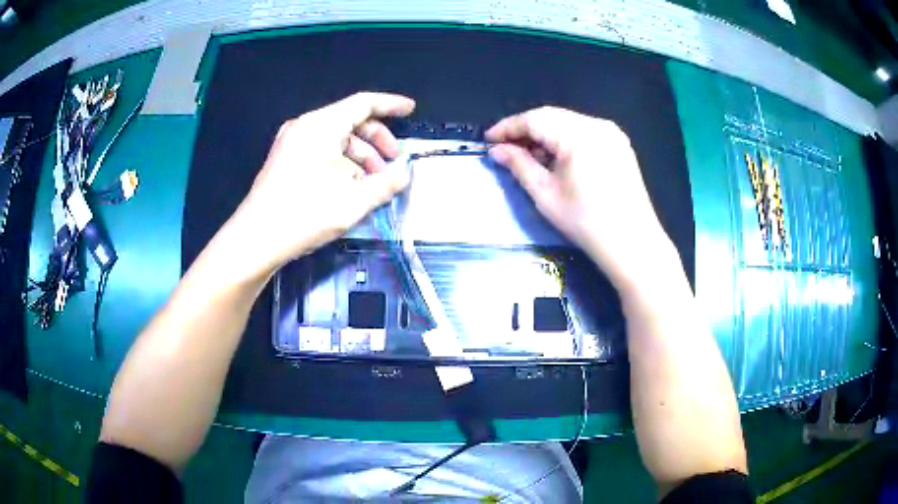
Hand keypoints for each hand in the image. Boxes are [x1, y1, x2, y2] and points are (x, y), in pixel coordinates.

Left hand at [229, 92, 414, 275]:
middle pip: (350, 122)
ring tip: (372, 185)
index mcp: (321, 125)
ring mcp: (291, 143)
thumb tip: (403, 175)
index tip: (410, 109)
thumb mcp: (354, 201)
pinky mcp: (284, 160)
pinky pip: (320, 151)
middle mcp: (305, 127)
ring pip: (336, 139)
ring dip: (360, 157)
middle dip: (377, 141)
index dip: (390, 104)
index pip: (363, 104)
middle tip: (392, 165)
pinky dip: (341, 163)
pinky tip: (350, 188)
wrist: (256, 239)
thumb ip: (386, 184)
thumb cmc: (305, 214)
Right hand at [486, 106, 672, 290]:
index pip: (534, 119)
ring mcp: (611, 133)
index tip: (489, 139)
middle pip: (552, 116)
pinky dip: (565, 139)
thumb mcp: (545, 194)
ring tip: (528, 155)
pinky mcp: (619, 144)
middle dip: (526, 130)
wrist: (632, 243)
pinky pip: (584, 131)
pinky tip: (556, 158)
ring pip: (568, 122)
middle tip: (506, 148)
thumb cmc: (586, 222)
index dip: (508, 127)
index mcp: (578, 135)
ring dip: (545, 134)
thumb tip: (497, 150)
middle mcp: (596, 125)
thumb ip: (519, 165)